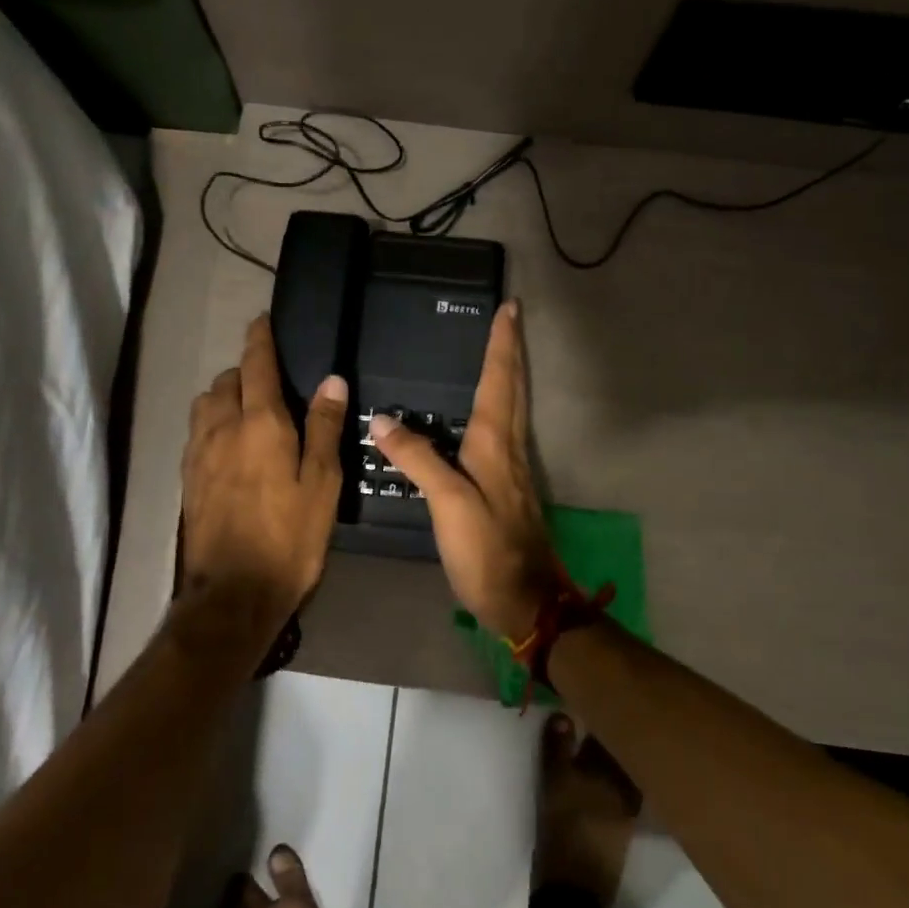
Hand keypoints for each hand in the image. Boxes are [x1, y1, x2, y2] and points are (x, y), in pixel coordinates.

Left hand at [180, 316, 347, 633]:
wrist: (233, 593)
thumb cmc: (290, 538)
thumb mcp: (322, 484)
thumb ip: (324, 428)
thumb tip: (331, 380)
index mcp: (260, 424)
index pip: (256, 365)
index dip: (259, 339)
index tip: (262, 320)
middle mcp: (222, 428)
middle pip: (226, 381)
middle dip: (244, 371)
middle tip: (270, 382)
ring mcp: (198, 454)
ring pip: (205, 405)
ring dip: (224, 396)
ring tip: (248, 412)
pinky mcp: (187, 479)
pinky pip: (197, 432)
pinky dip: (212, 423)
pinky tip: (229, 446)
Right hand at [370, 301, 562, 642]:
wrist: (526, 599)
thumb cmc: (487, 549)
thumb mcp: (447, 503)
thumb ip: (418, 459)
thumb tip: (382, 419)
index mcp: (496, 444)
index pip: (500, 381)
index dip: (502, 344)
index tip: (509, 308)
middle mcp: (510, 448)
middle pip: (514, 388)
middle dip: (511, 350)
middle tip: (511, 318)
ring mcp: (513, 469)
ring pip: (513, 408)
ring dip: (509, 374)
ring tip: (500, 351)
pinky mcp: (508, 488)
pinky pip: (504, 432)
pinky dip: (500, 406)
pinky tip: (486, 414)